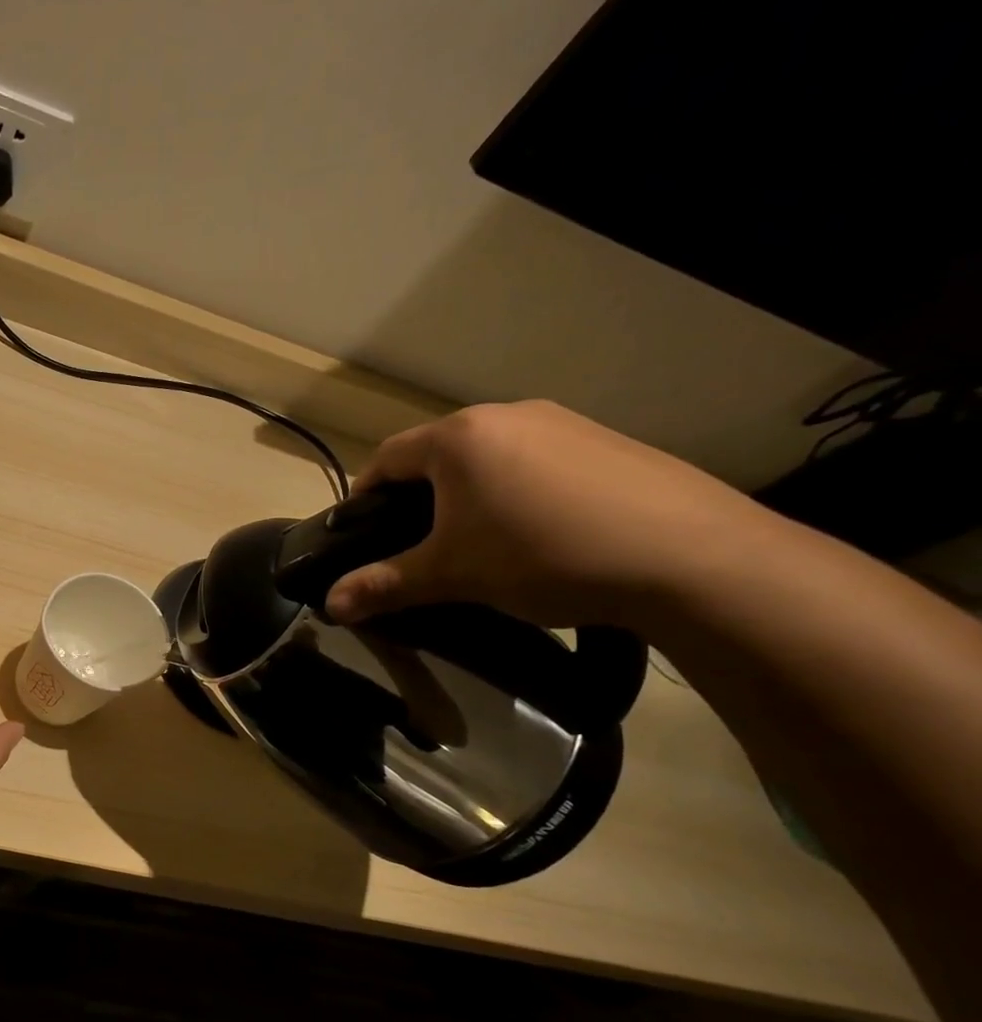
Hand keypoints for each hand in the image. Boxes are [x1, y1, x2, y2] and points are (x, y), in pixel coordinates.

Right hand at [324, 401, 773, 629]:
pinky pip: (539, 462)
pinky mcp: (608, 442)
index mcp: (458, 437)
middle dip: (419, 498)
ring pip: (490, 458)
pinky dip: (521, 492)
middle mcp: (507, 415)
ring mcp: (564, 423)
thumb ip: (385, 585)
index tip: (361, 534)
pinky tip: (544, 535)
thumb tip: (331, 606)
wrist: (691, 557)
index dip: (364, 497)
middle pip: (437, 455)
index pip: (386, 459)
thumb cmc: (544, 555)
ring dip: (471, 494)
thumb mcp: (453, 575)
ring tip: (485, 544)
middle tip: (422, 546)